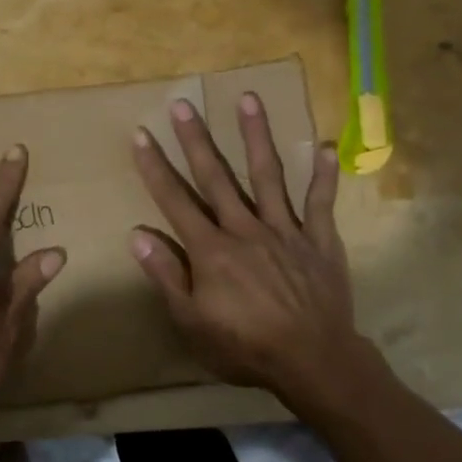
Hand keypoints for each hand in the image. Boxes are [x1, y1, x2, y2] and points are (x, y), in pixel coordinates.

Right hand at [130, 93, 383, 401]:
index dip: (155, 167)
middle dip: (196, 139)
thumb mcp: (191, 322)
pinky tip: (325, 146)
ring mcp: (284, 230)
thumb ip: (166, 276)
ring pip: (268, 175)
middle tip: (183, 103)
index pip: (174, 200)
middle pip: (215, 177)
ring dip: (256, 136)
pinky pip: (321, 202)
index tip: (141, 134)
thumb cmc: (245, 347)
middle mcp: (244, 228)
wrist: (313, 362)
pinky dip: (324, 175)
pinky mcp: (318, 239)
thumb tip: (137, 235)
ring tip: (248, 99)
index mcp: (211, 249)